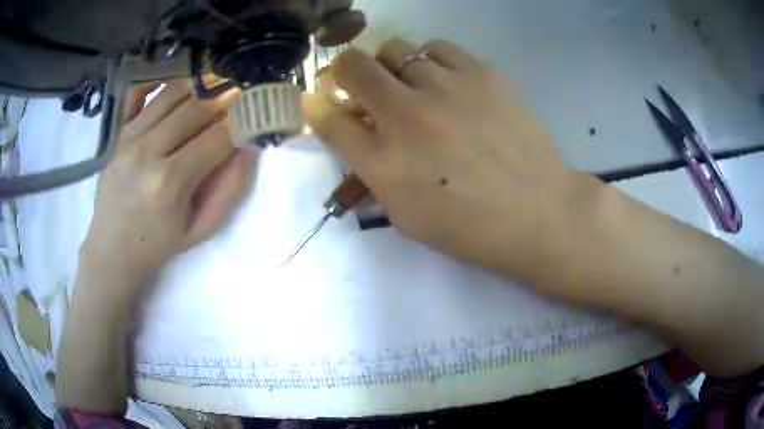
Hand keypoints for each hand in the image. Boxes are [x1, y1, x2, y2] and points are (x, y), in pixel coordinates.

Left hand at [79, 79, 253, 295]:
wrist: (112, 250)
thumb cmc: (158, 244)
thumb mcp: (201, 229)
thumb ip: (230, 188)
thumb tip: (251, 145)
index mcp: (170, 183)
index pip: (217, 137)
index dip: (244, 120)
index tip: (259, 111)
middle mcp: (147, 152)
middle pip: (196, 108)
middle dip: (227, 97)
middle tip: (243, 91)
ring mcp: (128, 138)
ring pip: (172, 93)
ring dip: (201, 83)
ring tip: (218, 82)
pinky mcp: (116, 133)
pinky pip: (137, 92)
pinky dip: (158, 77)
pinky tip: (178, 75)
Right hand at [305, 39, 588, 280]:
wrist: (539, 211)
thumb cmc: (471, 227)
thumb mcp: (407, 216)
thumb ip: (373, 172)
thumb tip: (356, 134)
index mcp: (383, 163)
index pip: (327, 119)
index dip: (316, 107)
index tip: (319, 102)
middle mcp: (405, 115)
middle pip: (350, 66)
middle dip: (343, 72)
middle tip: (359, 85)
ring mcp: (444, 87)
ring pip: (394, 49)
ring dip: (390, 67)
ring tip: (410, 86)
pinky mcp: (480, 73)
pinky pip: (436, 48)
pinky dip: (430, 61)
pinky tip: (445, 81)